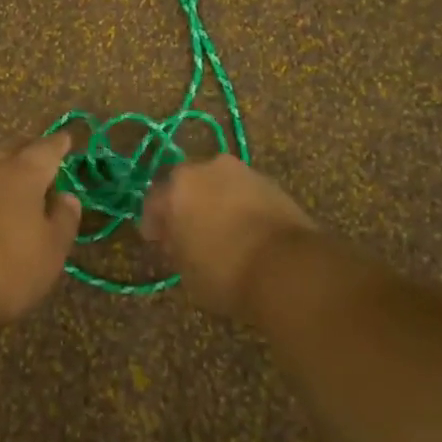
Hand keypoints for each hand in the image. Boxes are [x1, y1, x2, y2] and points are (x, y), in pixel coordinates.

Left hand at [0, 134, 83, 325]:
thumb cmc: (8, 266)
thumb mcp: (51, 250)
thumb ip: (63, 220)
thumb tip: (67, 197)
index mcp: (24, 175)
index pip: (46, 150)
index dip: (57, 144)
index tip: (65, 138)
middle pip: (9, 150)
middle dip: (24, 149)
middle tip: (34, 152)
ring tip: (6, 183)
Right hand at [141, 154, 318, 317]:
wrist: (288, 268)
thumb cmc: (224, 272)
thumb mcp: (186, 270)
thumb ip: (177, 247)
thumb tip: (179, 239)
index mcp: (177, 188)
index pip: (154, 202)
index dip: (154, 224)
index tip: (158, 242)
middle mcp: (207, 169)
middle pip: (187, 185)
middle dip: (185, 206)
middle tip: (188, 232)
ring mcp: (243, 172)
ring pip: (218, 185)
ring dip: (215, 203)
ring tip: (220, 231)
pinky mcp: (272, 183)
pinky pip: (244, 193)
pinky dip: (240, 207)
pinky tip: (245, 230)